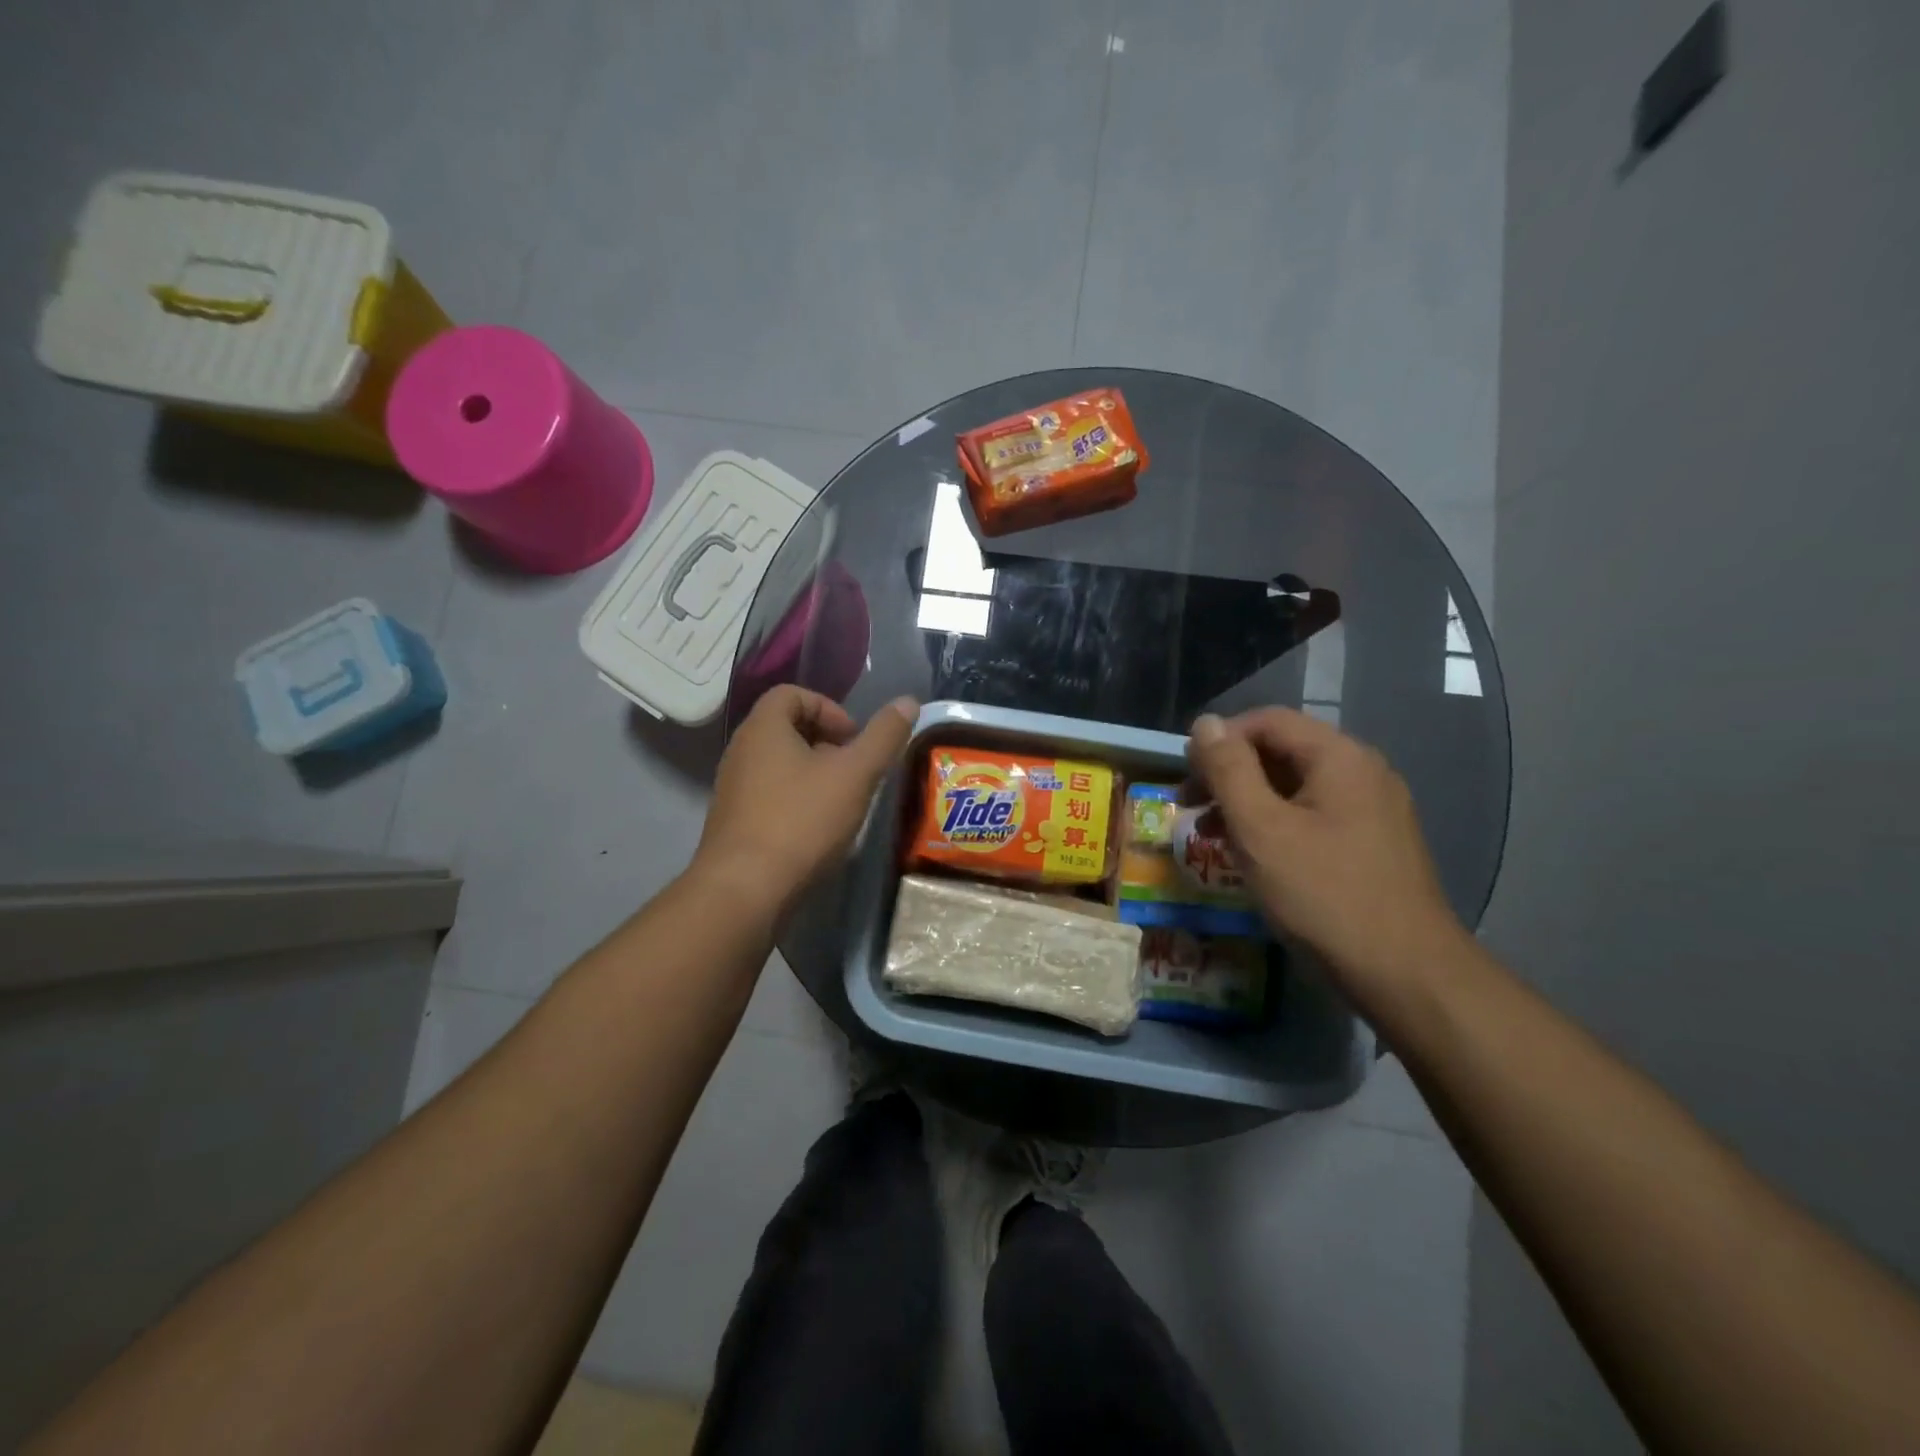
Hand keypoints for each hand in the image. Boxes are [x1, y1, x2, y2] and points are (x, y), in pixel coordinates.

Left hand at [694, 688, 917, 915]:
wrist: (745, 890)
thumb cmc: (802, 821)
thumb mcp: (855, 774)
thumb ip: (884, 736)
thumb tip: (908, 701)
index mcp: (763, 728)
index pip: (792, 693)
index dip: (829, 708)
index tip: (853, 739)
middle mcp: (741, 751)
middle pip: (786, 728)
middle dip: (826, 743)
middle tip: (853, 769)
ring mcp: (733, 789)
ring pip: (779, 764)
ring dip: (813, 774)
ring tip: (841, 801)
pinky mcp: (734, 822)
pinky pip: (769, 795)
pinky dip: (796, 800)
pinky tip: (817, 829)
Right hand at [1186, 709, 1467, 998]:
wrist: (1404, 973)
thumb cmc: (1322, 894)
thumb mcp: (1260, 828)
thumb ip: (1228, 770)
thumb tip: (1205, 723)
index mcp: (1339, 757)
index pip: (1267, 721)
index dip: (1219, 740)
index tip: (1185, 778)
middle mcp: (1363, 771)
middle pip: (1283, 750)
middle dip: (1230, 774)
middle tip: (1191, 808)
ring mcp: (1374, 809)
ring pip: (1296, 786)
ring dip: (1249, 802)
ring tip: (1214, 836)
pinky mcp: (1374, 843)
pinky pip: (1315, 815)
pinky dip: (1277, 824)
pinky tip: (1256, 857)